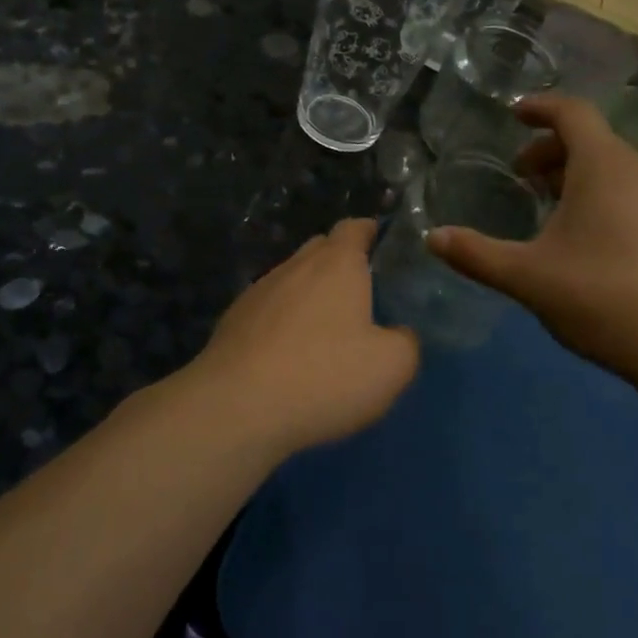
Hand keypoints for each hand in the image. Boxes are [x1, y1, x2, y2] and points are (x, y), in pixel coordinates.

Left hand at [188, 218, 418, 455]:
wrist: (236, 409)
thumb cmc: (324, 377)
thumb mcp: (391, 366)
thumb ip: (406, 342)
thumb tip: (399, 334)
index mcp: (336, 265)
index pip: (353, 228)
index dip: (369, 231)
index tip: (381, 243)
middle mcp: (294, 267)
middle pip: (320, 249)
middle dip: (340, 261)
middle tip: (361, 291)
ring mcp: (257, 293)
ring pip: (291, 279)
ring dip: (309, 294)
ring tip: (325, 327)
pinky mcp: (232, 323)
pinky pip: (267, 310)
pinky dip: (283, 321)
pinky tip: (289, 353)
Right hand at [426, 94, 637, 382]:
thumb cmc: (601, 295)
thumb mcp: (527, 276)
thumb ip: (476, 254)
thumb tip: (432, 238)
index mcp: (603, 165)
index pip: (571, 112)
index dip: (539, 107)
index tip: (513, 115)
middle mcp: (637, 169)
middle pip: (591, 139)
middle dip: (550, 148)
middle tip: (520, 175)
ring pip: (611, 167)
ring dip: (574, 173)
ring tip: (546, 203)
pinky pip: (628, 190)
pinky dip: (598, 194)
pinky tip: (582, 237)